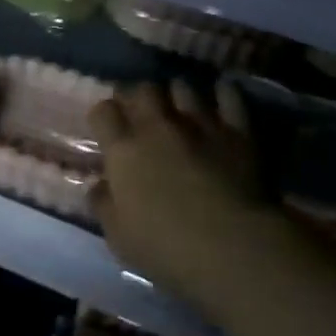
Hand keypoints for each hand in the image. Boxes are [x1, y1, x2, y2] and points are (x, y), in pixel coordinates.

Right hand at [89, 78, 265, 300]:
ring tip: (179, 104)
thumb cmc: (167, 248)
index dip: (102, 115)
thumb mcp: (119, 236)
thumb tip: (98, 185)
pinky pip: (228, 96)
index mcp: (124, 150)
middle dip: (137, 95)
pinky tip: (221, 96)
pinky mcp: (237, 130)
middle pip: (142, 90)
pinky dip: (223, 93)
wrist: (234, 247)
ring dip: (177, 93)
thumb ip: (104, 204)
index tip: (105, 127)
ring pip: (182, 87)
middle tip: (139, 109)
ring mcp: (199, 124)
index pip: (103, 112)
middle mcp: (157, 127)